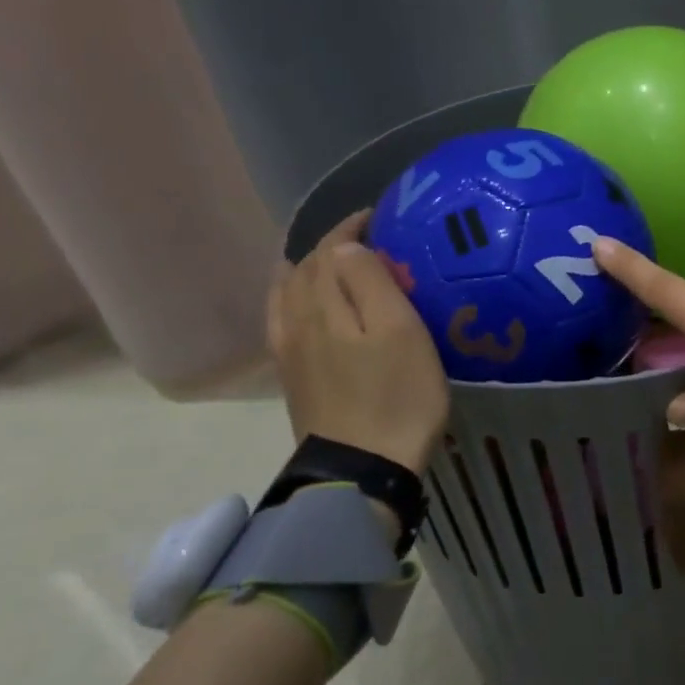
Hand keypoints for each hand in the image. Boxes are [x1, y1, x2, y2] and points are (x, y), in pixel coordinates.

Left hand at [268, 210, 448, 474]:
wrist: (363, 468)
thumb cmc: (397, 394)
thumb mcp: (400, 331)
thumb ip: (370, 282)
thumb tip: (345, 246)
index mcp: (325, 305)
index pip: (329, 250)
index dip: (351, 228)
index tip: (380, 216)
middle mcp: (297, 321)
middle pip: (305, 268)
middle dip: (333, 246)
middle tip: (372, 241)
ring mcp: (290, 351)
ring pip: (289, 293)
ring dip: (310, 270)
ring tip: (337, 265)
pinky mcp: (294, 377)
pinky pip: (283, 320)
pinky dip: (294, 298)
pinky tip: (307, 305)